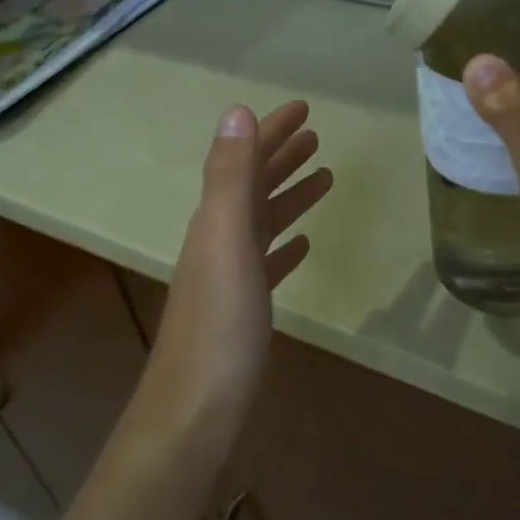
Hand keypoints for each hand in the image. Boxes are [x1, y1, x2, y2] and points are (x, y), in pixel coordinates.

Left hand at [146, 101, 332, 435]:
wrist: (195, 410)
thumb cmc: (219, 324)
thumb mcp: (226, 238)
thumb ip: (230, 175)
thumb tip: (237, 110)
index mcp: (215, 218)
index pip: (246, 160)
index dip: (272, 131)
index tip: (304, 109)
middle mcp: (219, 239)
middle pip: (254, 186)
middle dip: (282, 156)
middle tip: (316, 136)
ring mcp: (230, 276)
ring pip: (264, 221)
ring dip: (289, 195)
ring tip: (324, 178)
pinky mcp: (243, 309)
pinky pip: (268, 262)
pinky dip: (285, 244)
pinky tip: (303, 245)